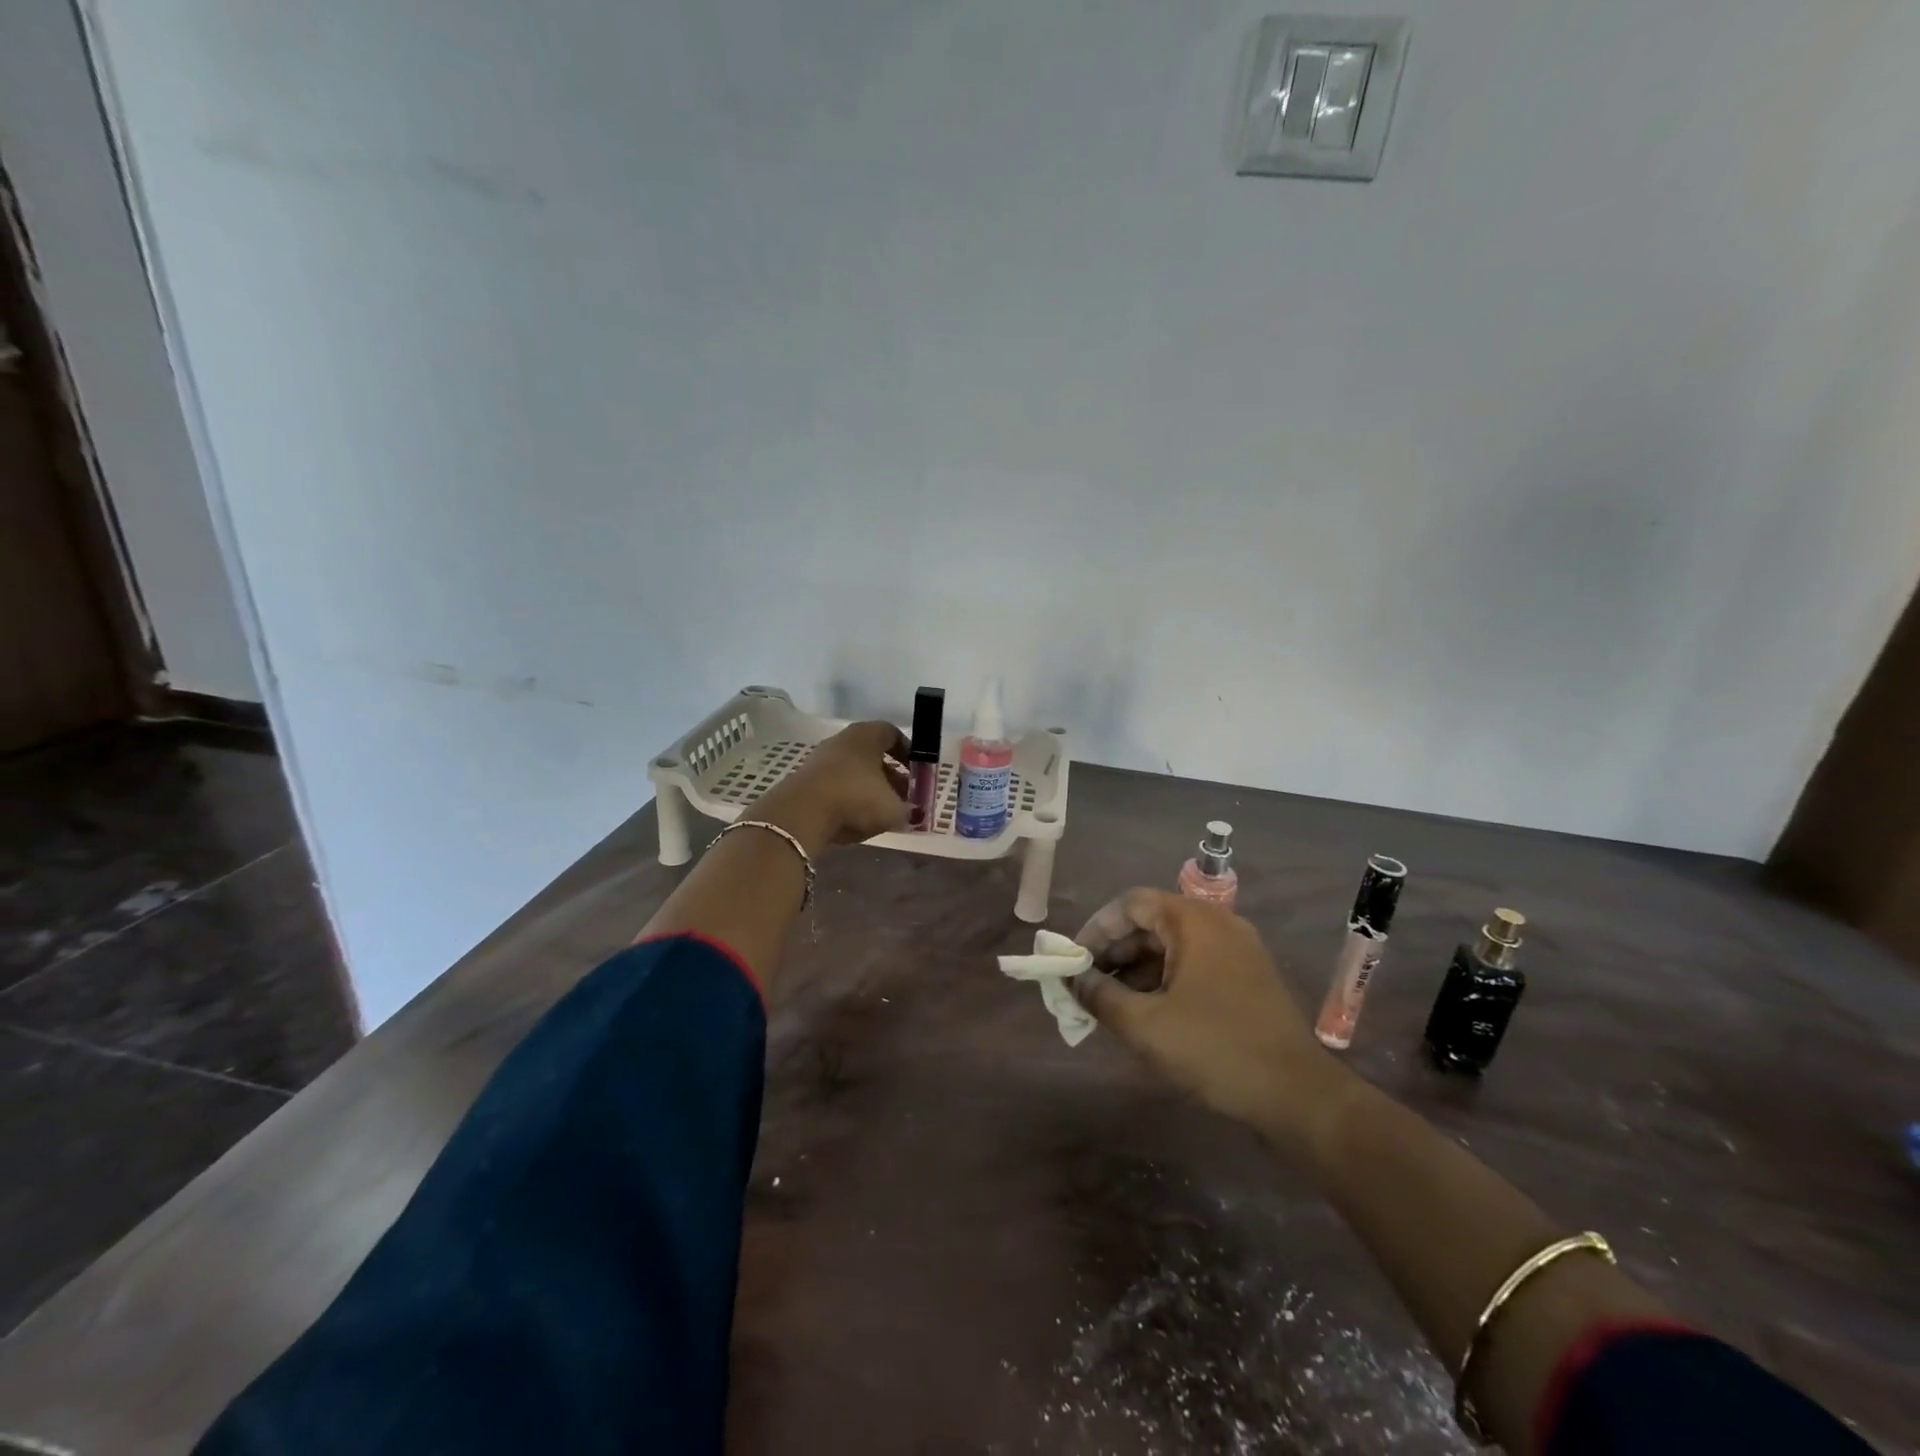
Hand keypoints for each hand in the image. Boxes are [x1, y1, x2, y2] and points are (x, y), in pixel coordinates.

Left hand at [754, 720, 909, 850]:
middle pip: (872, 754)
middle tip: (902, 796)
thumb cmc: (855, 798)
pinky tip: (855, 818)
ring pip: (853, 771)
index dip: (908, 751)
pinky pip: (835, 786)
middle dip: (890, 775)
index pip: (892, 733)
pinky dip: (848, 799)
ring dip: (868, 788)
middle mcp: (842, 741)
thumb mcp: (893, 810)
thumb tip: (912, 813)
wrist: (800, 814)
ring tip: (880, 812)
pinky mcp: (805, 781)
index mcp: (866, 736)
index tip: (917, 771)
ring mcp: (820, 760)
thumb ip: (908, 810)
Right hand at [1072, 889, 1349, 1149]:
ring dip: (1137, 970)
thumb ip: (1101, 996)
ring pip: (1172, 946)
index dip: (1096, 929)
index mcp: (1194, 921)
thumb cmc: (1215, 1049)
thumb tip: (1073, 979)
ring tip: (1111, 1005)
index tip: (1074, 961)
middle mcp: (1218, 924)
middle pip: (1151, 922)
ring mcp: (1237, 950)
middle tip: (1088, 986)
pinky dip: (1164, 980)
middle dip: (1114, 953)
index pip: (1130, 903)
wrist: (1299, 1096)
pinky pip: (1194, 964)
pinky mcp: (1248, 977)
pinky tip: (1148, 1013)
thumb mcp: (1146, 1025)